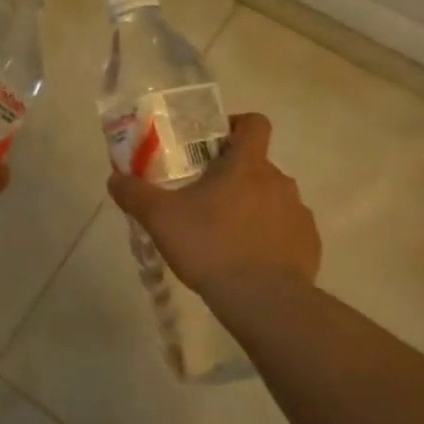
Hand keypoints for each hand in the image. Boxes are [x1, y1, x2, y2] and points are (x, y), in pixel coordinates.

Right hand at [107, 113, 320, 296]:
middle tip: (202, 199)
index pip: (254, 123)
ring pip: (271, 199)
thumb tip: (114, 179)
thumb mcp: (160, 218)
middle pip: (257, 165)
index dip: (235, 125)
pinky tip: (247, 260)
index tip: (212, 144)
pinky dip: (268, 238)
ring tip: (223, 235)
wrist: (264, 300)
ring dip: (251, 208)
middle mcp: (279, 181)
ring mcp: (298, 213)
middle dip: (232, 177)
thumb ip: (134, 194)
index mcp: (247, 165)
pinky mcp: (309, 245)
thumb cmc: (210, 246)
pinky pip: (286, 230)